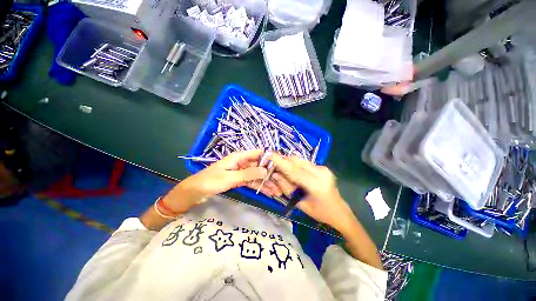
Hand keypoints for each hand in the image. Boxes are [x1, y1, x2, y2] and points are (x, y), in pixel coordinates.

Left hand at [162, 150, 281, 213]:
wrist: (194, 192)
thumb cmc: (210, 181)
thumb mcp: (229, 177)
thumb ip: (247, 174)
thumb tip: (265, 170)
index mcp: (239, 157)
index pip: (257, 153)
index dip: (269, 157)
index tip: (281, 164)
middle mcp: (241, 162)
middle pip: (259, 165)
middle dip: (270, 173)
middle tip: (281, 182)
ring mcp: (240, 172)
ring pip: (256, 175)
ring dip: (266, 182)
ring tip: (277, 190)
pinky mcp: (239, 180)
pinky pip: (251, 182)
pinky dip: (259, 186)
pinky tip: (268, 192)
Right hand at [269, 154, 354, 230]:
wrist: (339, 210)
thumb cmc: (320, 212)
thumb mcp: (300, 204)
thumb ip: (287, 189)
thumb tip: (275, 175)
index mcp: (316, 185)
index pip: (294, 171)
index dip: (281, 162)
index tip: (270, 155)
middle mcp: (321, 173)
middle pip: (297, 161)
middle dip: (284, 160)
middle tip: (273, 163)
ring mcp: (323, 168)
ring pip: (301, 160)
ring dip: (290, 162)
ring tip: (282, 167)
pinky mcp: (323, 167)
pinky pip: (305, 163)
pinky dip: (296, 164)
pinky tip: (293, 170)